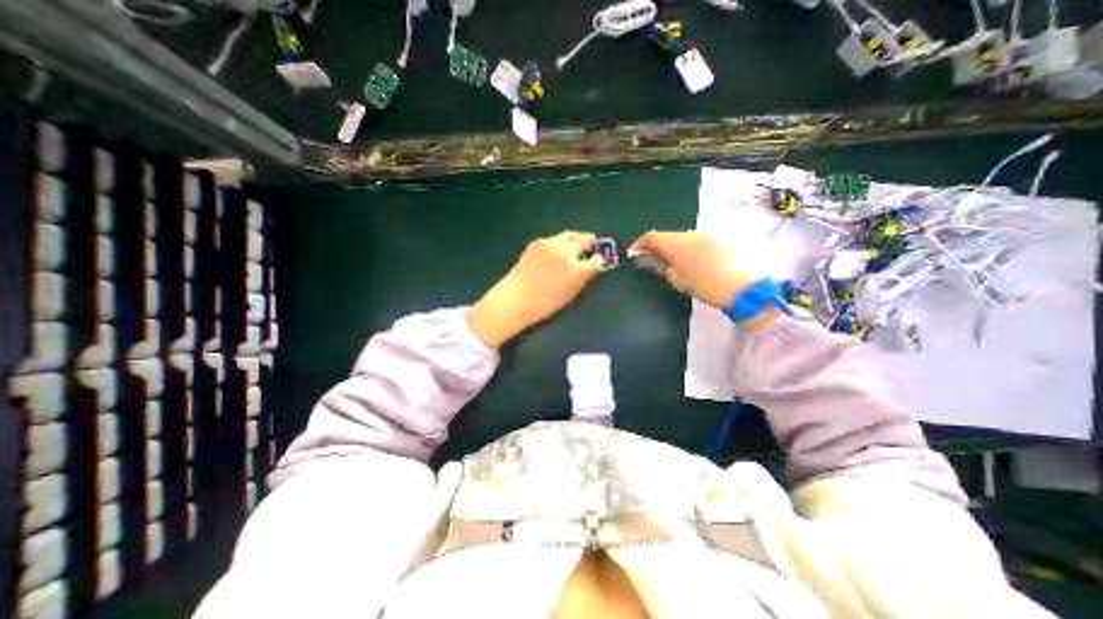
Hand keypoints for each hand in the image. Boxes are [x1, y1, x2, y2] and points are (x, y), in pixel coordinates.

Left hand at [464, 231, 601, 347]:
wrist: (515, 298)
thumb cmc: (544, 303)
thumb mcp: (570, 294)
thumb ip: (583, 277)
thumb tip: (592, 265)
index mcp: (577, 270)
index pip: (596, 260)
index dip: (599, 259)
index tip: (599, 258)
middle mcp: (566, 252)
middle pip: (583, 240)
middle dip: (589, 241)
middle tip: (592, 242)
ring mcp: (551, 244)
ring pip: (569, 235)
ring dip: (575, 238)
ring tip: (578, 240)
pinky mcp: (538, 242)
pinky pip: (554, 239)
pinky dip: (560, 241)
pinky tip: (558, 248)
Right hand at [629, 229, 760, 308]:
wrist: (744, 287)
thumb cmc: (705, 285)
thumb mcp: (677, 279)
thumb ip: (659, 266)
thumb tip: (646, 259)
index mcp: (675, 243)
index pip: (650, 236)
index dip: (640, 244)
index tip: (634, 254)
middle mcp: (690, 233)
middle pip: (667, 236)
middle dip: (657, 246)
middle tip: (652, 261)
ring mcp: (707, 233)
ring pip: (683, 237)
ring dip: (674, 247)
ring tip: (674, 263)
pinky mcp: (720, 238)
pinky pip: (697, 240)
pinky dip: (689, 248)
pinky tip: (694, 261)